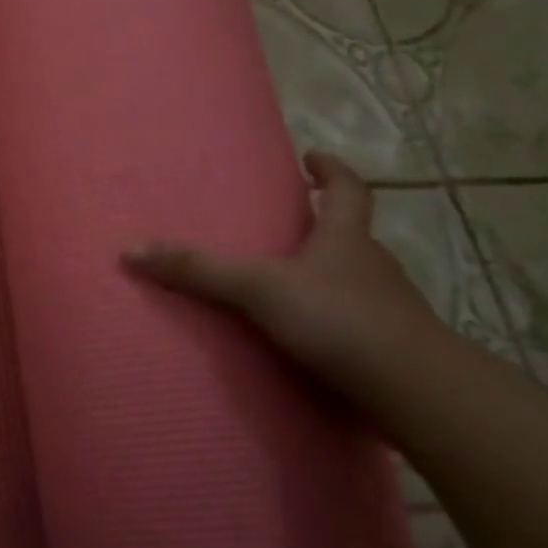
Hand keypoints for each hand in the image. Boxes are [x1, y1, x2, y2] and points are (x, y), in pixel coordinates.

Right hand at [122, 151, 443, 392]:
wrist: (415, 390)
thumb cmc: (338, 319)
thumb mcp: (258, 288)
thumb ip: (199, 270)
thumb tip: (132, 249)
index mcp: (347, 238)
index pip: (348, 190)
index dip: (333, 170)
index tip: (315, 158)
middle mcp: (372, 266)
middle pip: (352, 235)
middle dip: (323, 226)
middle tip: (289, 224)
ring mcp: (387, 308)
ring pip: (355, 280)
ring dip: (327, 276)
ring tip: (288, 284)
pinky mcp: (389, 348)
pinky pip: (356, 323)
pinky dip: (334, 321)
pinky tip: (308, 339)